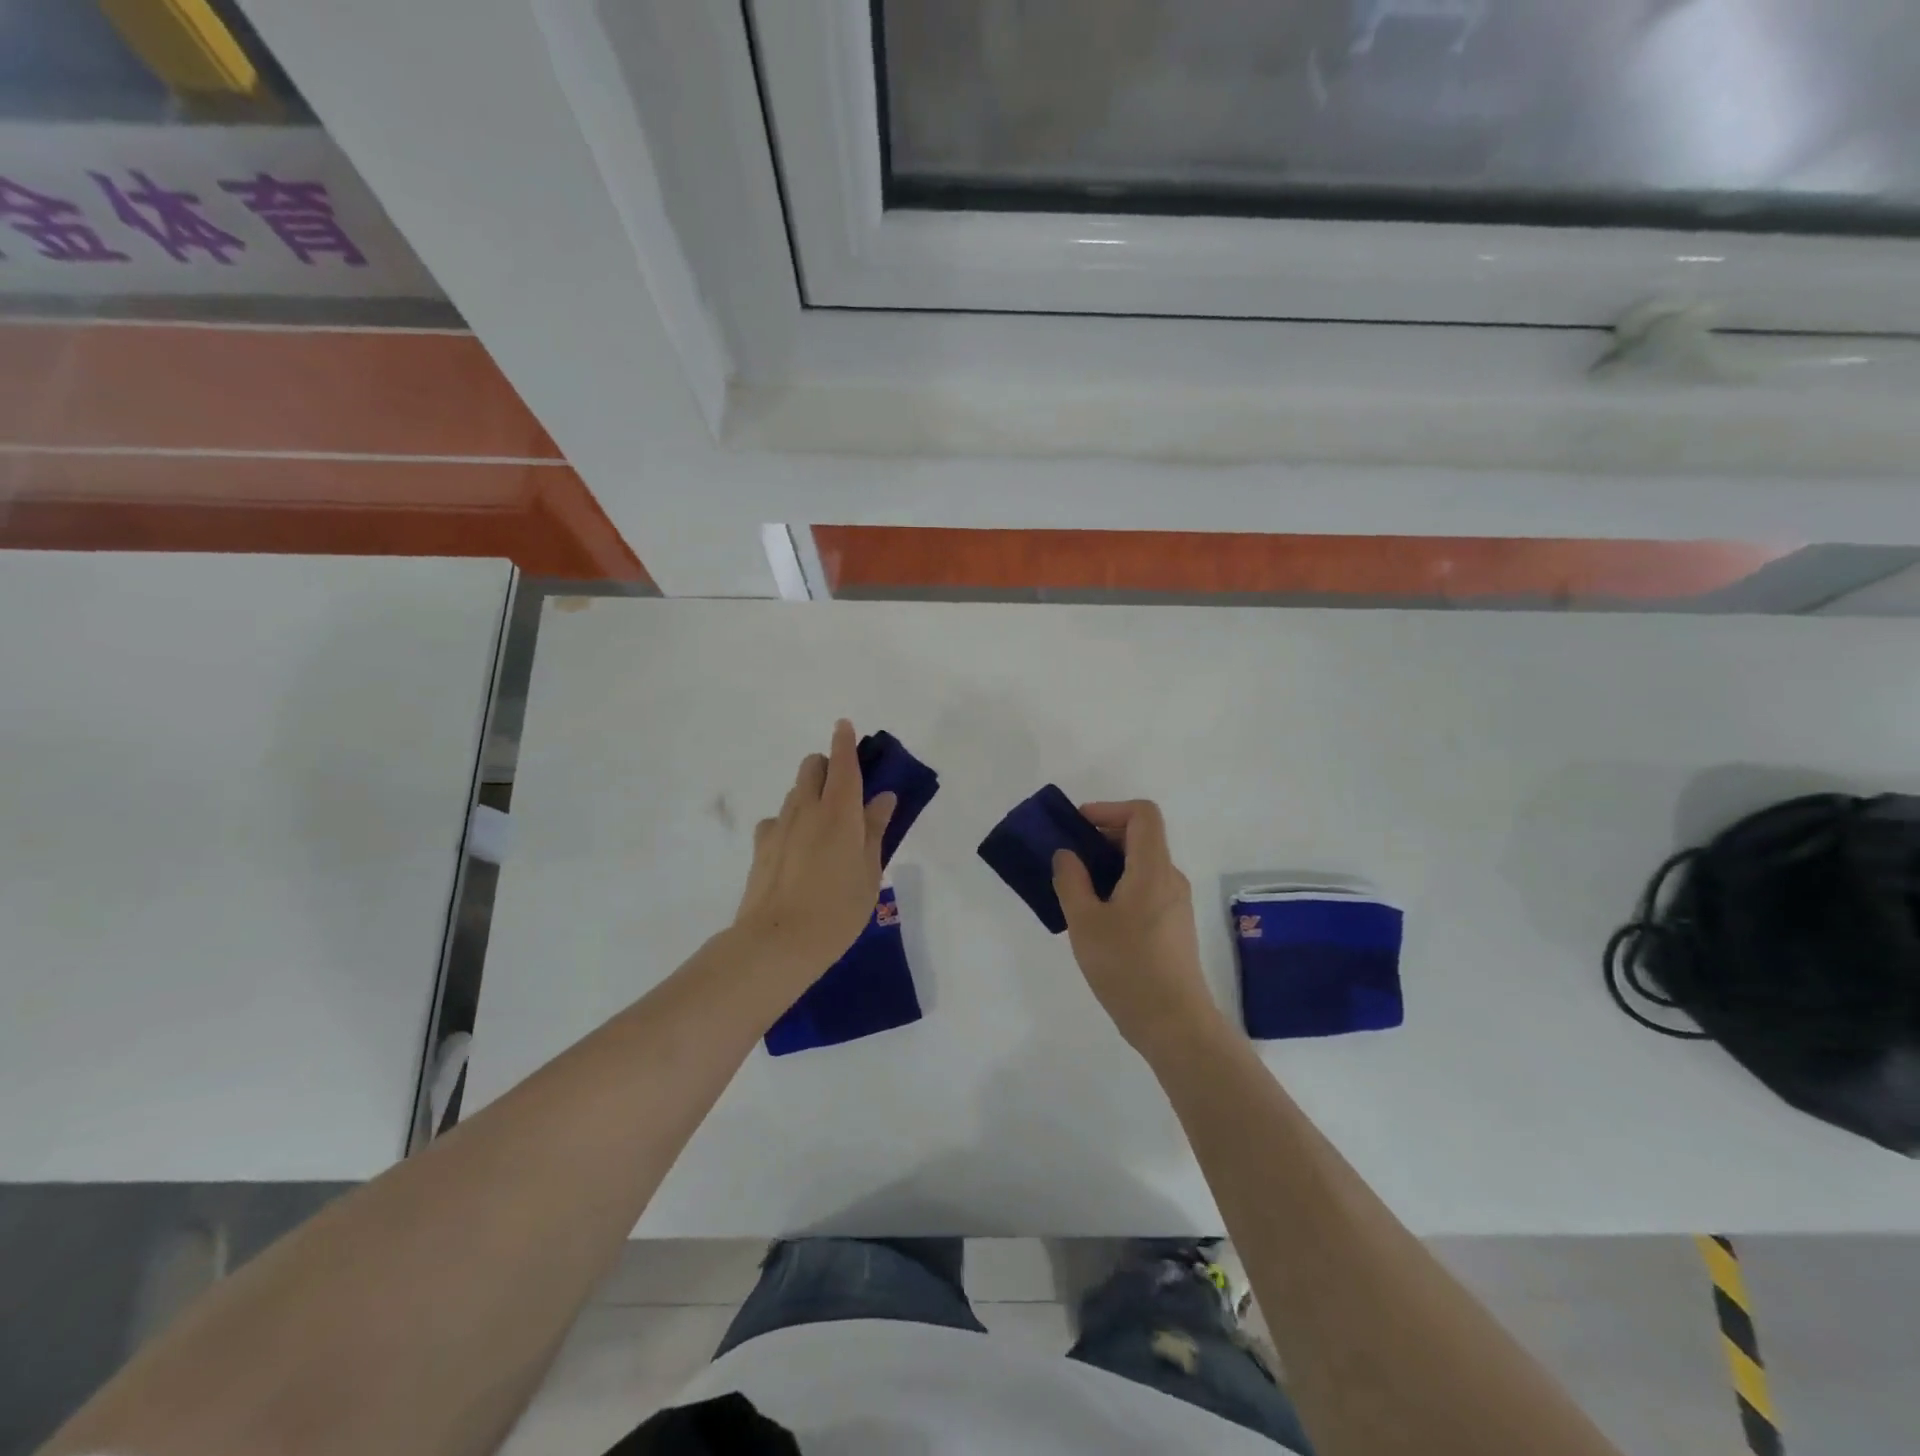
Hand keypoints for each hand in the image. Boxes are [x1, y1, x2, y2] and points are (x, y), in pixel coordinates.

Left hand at [732, 720, 894, 983]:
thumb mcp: (869, 872)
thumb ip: (875, 830)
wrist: (778, 942)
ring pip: (795, 792)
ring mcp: (779, 826)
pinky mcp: (761, 846)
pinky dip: (790, 823)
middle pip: (811, 767)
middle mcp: (806, 809)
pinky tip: (797, 849)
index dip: (844, 742)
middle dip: (827, 766)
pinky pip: (778, 820)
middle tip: (844, 791)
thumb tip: (882, 798)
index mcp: (840, 812)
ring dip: (810, 794)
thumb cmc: (838, 909)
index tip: (844, 725)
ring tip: (824, 827)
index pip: (842, 764)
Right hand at [1053, 800, 1223, 1059]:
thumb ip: (1071, 881)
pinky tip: (1097, 920)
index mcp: (1153, 869)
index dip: (1109, 809)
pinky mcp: (1175, 928)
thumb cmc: (1127, 967)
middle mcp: (1170, 879)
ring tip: (1076, 892)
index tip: (1078, 828)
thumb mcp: (1085, 922)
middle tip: (1068, 860)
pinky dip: (1120, 888)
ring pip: (1142, 866)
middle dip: (1102, 838)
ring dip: (1109, 867)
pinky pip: (1146, 890)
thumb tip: (1067, 854)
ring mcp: (1176, 905)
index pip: (1143, 813)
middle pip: (1142, 838)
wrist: (1174, 1024)